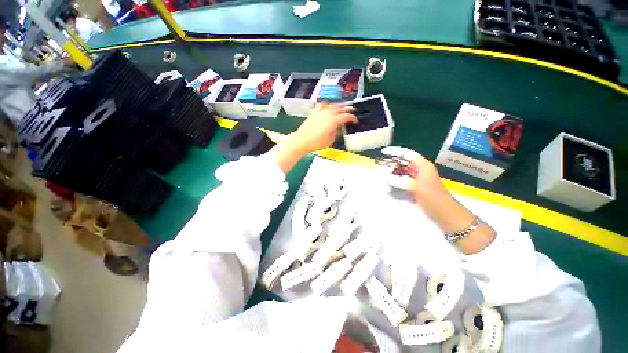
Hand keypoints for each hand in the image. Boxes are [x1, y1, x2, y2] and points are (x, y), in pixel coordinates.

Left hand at [267, 103, 356, 172]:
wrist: (301, 141)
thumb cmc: (316, 143)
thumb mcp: (330, 140)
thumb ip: (336, 132)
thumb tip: (339, 128)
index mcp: (333, 121)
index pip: (346, 117)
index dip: (352, 118)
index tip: (355, 121)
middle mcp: (328, 113)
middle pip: (340, 108)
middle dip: (348, 109)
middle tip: (353, 110)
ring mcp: (320, 112)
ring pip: (332, 105)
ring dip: (339, 105)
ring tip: (343, 106)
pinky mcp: (314, 113)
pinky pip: (321, 105)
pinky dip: (327, 104)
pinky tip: (328, 104)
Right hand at [381, 146, 495, 253]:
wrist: (445, 214)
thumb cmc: (433, 198)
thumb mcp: (415, 187)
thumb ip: (397, 180)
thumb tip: (381, 175)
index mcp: (422, 165)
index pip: (406, 153)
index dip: (394, 151)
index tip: (382, 152)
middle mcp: (419, 169)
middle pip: (403, 162)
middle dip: (391, 163)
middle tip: (379, 166)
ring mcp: (417, 179)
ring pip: (401, 171)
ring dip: (392, 172)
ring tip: (381, 175)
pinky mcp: (415, 187)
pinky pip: (402, 180)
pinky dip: (394, 181)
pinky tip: (388, 184)